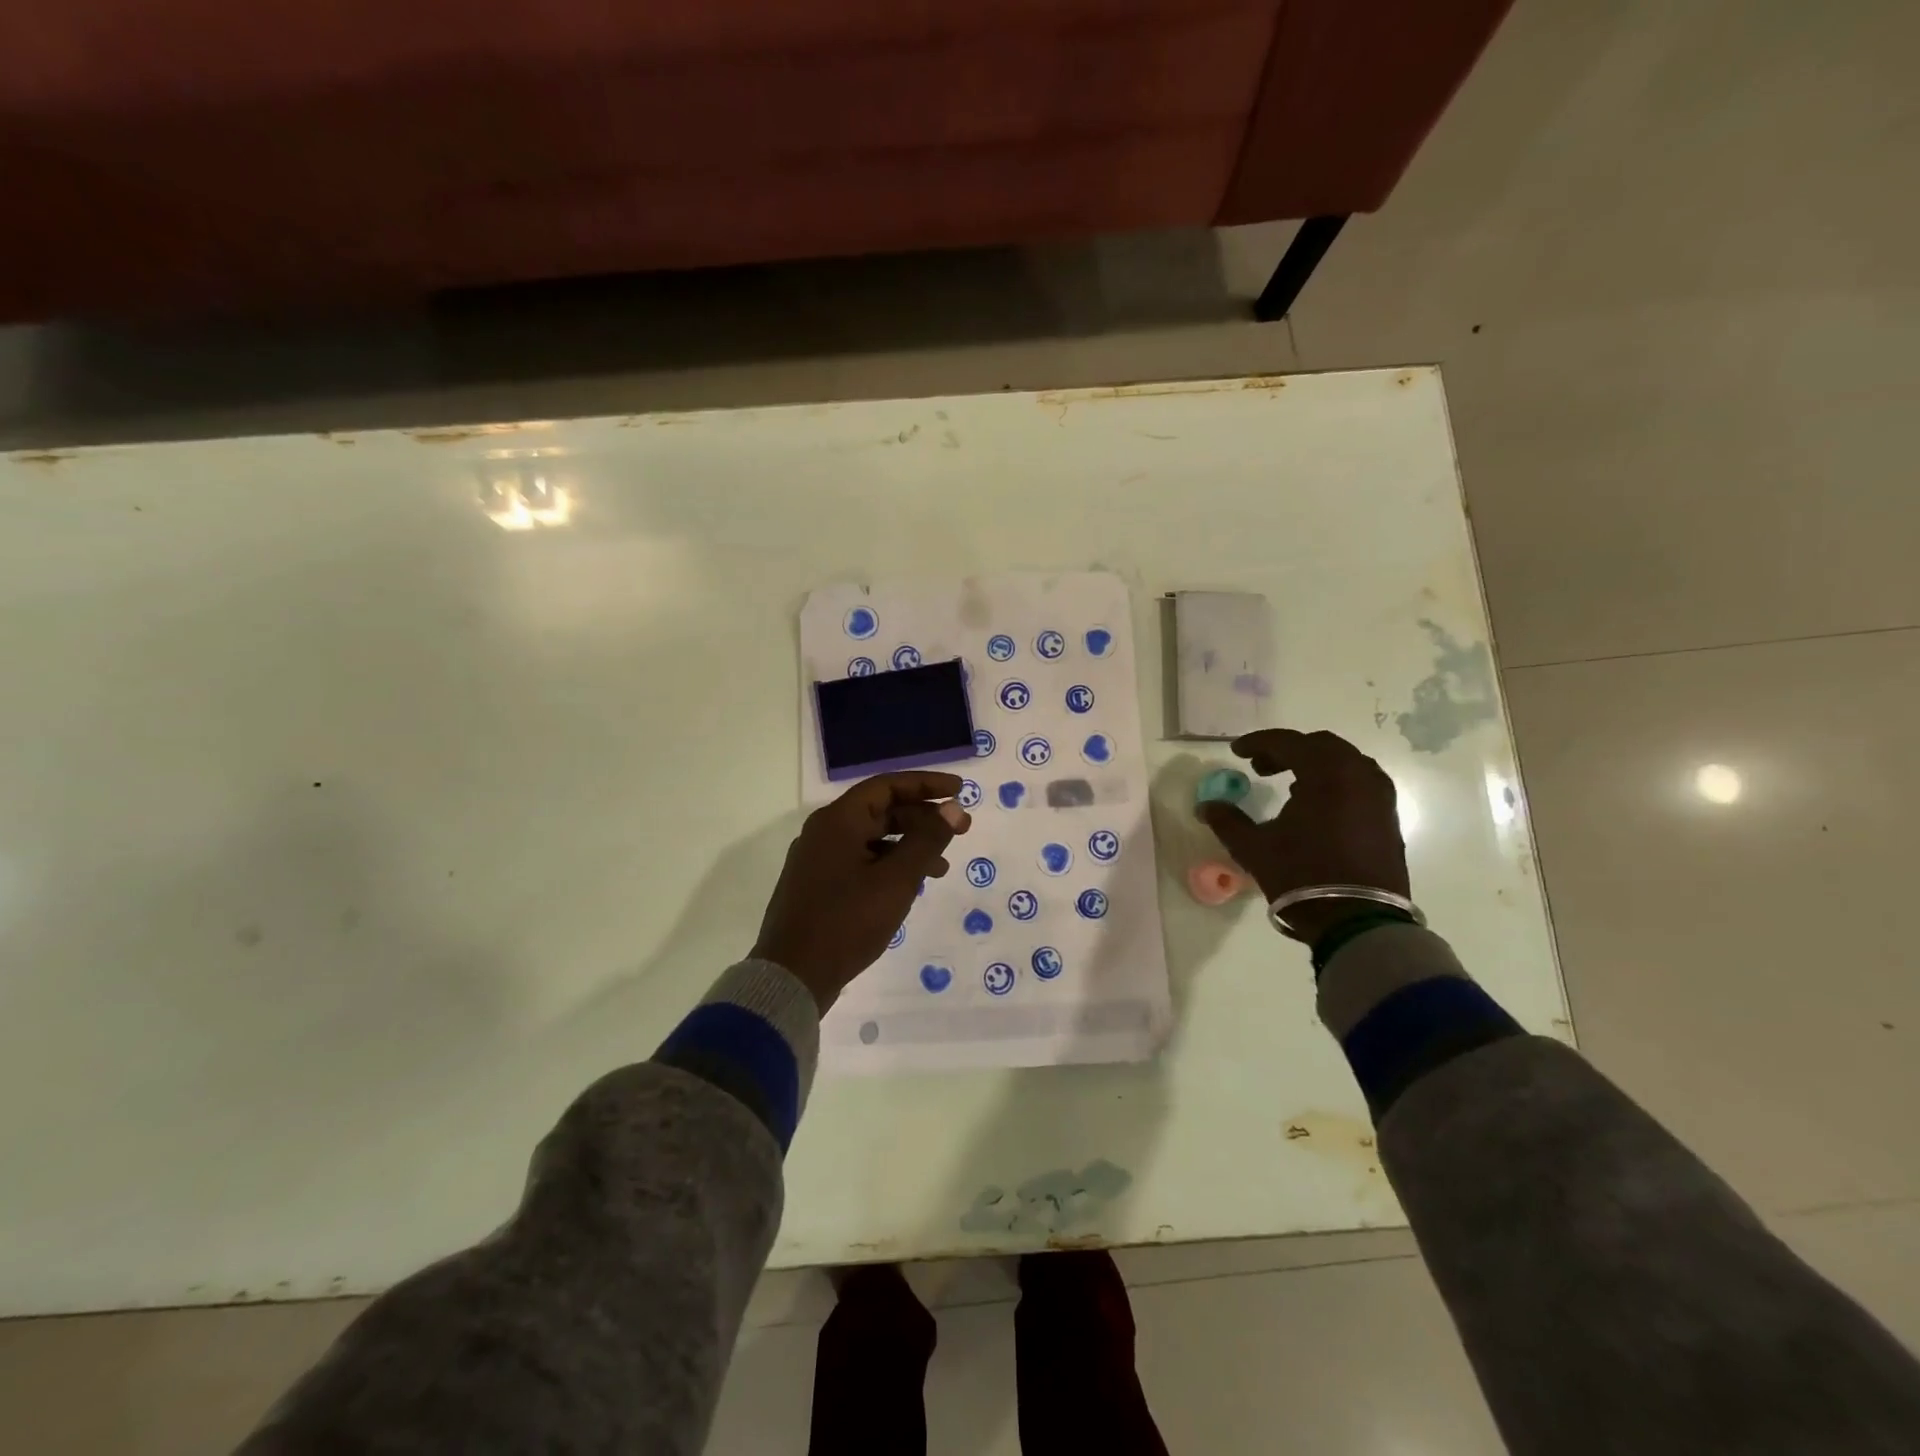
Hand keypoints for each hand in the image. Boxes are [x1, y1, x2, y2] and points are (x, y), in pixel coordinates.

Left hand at [752, 772, 971, 1012]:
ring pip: (873, 839)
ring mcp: (818, 860)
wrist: (792, 977)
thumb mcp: (897, 880)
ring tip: (942, 868)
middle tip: (961, 830)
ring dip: (910, 846)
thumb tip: (953, 808)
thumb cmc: (847, 921)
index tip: (960, 790)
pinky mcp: (818, 886)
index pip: (888, 786)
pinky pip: (861, 862)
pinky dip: (889, 866)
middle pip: (881, 811)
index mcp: (838, 820)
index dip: (927, 784)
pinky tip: (909, 887)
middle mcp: (825, 832)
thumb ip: (928, 840)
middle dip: (923, 819)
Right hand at [1197, 729, 1408, 943]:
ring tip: (1288, 786)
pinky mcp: (1388, 818)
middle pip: (1321, 746)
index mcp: (1327, 773)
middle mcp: (1359, 775)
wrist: (1359, 921)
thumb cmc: (1302, 876)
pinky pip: (1359, 783)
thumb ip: (1227, 821)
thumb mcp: (1254, 848)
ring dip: (1314, 766)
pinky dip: (1334, 783)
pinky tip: (1315, 806)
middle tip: (1260, 767)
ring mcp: (1379, 796)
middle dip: (1288, 750)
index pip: (1289, 743)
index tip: (1237, 752)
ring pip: (1344, 763)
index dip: (1259, 743)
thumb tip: (1207, 806)